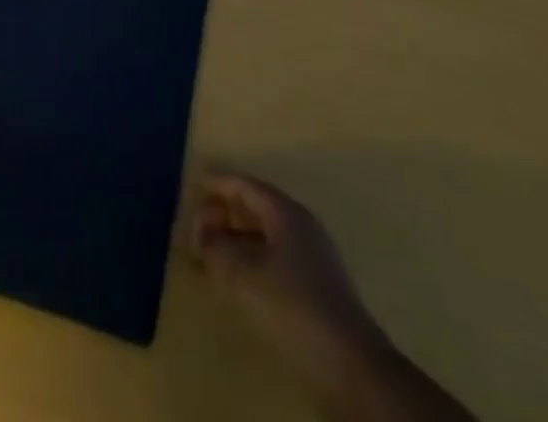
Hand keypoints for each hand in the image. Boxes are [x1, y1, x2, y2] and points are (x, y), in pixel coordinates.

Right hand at [191, 171, 391, 401]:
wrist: (351, 366)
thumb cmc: (293, 308)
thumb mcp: (244, 275)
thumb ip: (217, 248)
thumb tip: (202, 231)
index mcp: (286, 213)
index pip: (247, 186)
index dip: (220, 182)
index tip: (196, 181)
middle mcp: (301, 226)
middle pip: (257, 207)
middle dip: (226, 212)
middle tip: (197, 222)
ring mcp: (312, 257)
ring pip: (266, 235)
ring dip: (237, 238)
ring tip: (212, 251)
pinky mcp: (316, 287)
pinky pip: (274, 258)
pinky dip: (251, 259)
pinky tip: (238, 279)